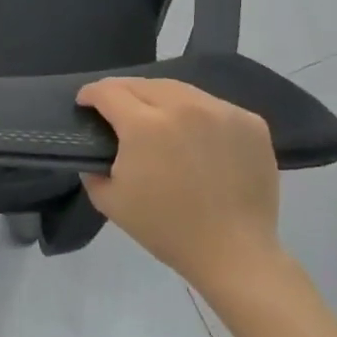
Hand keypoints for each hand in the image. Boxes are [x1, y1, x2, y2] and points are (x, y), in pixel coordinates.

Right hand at [77, 77, 283, 288]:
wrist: (234, 253)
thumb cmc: (166, 229)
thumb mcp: (111, 201)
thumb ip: (92, 168)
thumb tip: (97, 150)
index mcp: (144, 125)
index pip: (108, 91)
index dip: (90, 94)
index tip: (85, 104)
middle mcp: (183, 106)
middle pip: (143, 84)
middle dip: (123, 93)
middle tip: (117, 110)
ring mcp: (221, 111)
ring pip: (180, 90)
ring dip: (160, 99)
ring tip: (156, 118)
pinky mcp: (250, 122)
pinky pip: (213, 106)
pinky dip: (197, 114)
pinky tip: (195, 135)